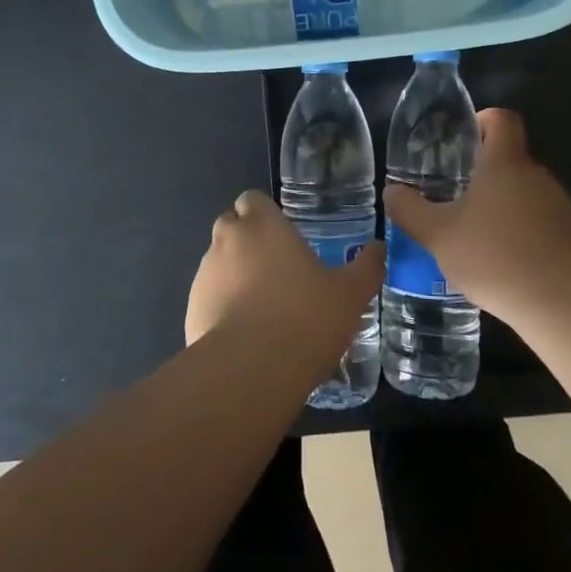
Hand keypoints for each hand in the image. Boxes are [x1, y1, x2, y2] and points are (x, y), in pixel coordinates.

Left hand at [186, 190, 384, 368]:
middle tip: (276, 271)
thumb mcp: (350, 294)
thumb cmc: (305, 318)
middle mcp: (228, 240)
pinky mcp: (191, 310)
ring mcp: (204, 275)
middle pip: (231, 227)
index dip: (265, 214)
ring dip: (234, 275)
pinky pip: (208, 298)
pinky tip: (245, 336)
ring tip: (262, 309)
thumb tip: (379, 248)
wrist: (251, 371)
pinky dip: (221, 308)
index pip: (252, 199)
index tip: (283, 236)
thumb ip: (366, 267)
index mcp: (263, 225)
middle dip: (247, 241)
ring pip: (218, 263)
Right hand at [383, 108, 570, 323]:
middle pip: (509, 159)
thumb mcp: (438, 234)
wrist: (565, 302)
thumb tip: (392, 192)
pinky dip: (518, 233)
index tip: (463, 138)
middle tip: (453, 195)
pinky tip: (500, 263)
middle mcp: (536, 175)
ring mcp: (558, 206)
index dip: (482, 120)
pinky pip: (538, 222)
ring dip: (500, 207)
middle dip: (482, 173)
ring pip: (523, 193)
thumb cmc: (495, 254)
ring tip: (473, 236)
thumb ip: (410, 210)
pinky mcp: (570, 237)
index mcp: (504, 163)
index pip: (501, 119)